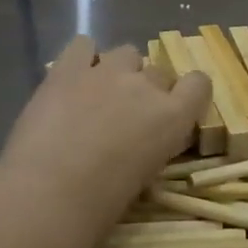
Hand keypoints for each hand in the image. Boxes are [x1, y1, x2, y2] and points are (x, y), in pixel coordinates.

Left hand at [0, 37, 210, 238]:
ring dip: (119, 71)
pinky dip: (82, 57)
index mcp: (173, 116)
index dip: (188, 93)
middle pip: (158, 72)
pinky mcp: (67, 68)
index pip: (199, 83)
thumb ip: (153, 146)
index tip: (173, 109)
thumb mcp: (146, 175)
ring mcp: (107, 72)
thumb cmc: (102, 203)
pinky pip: (83, 45)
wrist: (48, 194)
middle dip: (148, 89)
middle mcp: (146, 86)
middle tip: (127, 116)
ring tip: (99, 94)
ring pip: (126, 53)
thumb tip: (142, 142)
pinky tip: (74, 77)